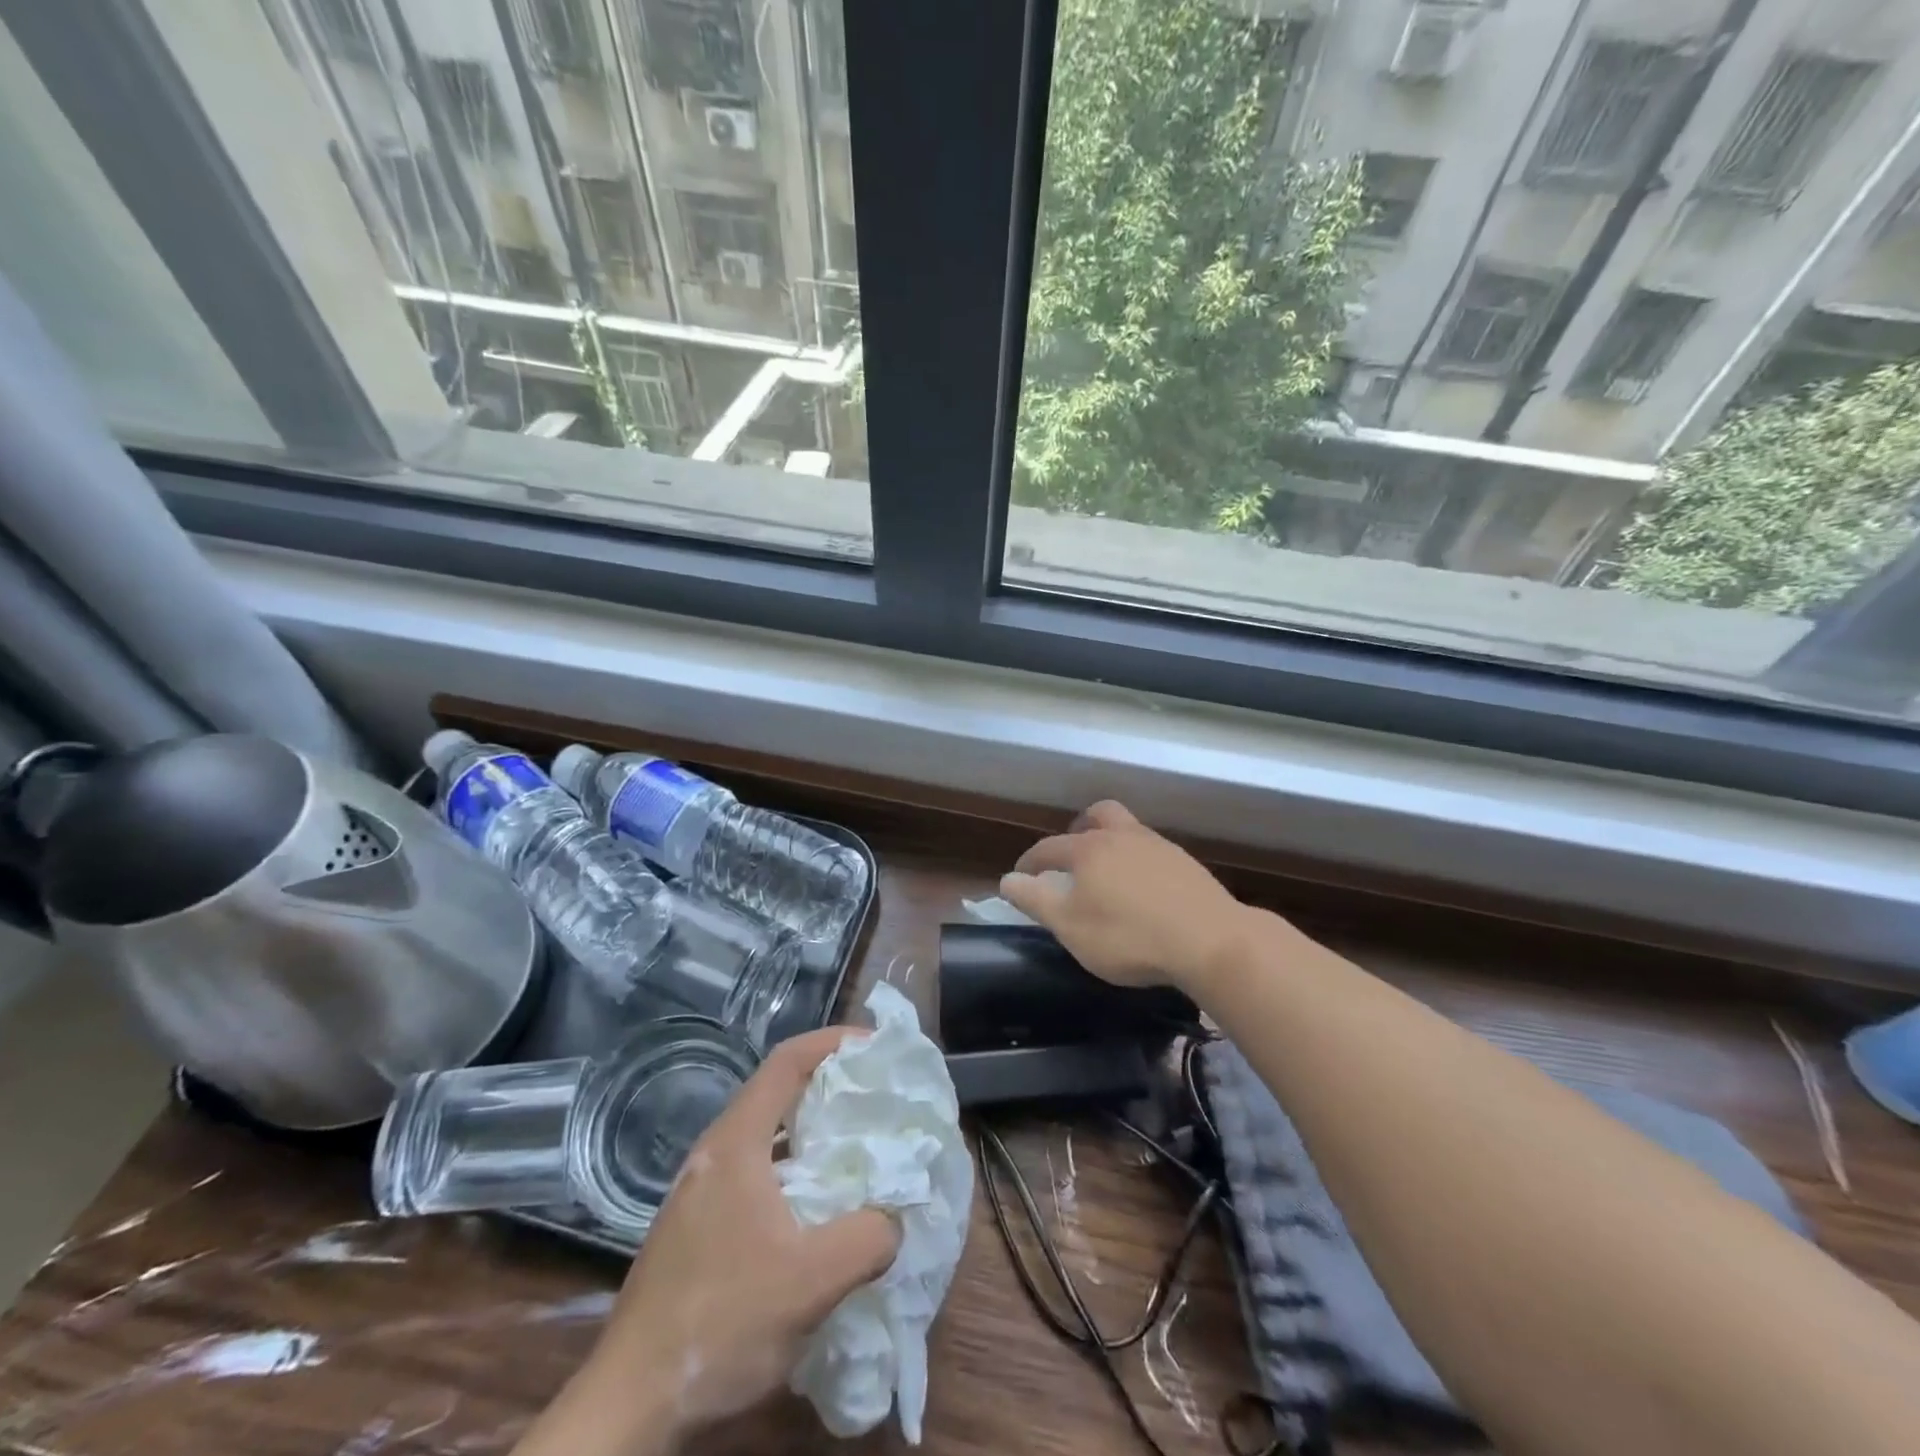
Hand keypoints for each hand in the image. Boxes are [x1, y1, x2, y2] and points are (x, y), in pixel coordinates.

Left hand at [515, 1027, 899, 1455]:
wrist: (628, 1407)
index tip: (876, 1046)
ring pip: (767, 1135)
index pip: (786, 1061)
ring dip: (813, 1130)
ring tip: (859, 1145)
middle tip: (878, 1095)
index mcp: (735, 1143)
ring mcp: (702, 1191)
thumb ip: (867, 1238)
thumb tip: (894, 1217)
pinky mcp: (698, 1226)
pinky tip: (819, 1206)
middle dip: (830, 1084)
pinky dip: (796, 1167)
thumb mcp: (810, 1283)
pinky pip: (758, 1171)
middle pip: (778, 1092)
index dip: (833, 1042)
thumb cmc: (720, 1324)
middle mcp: (715, 1153)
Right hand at [999, 800, 1250, 992]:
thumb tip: (1008, 879)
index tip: (1021, 875)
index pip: (1049, 848)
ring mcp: (1160, 847)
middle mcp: (1123, 837)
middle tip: (1072, 855)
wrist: (1211, 941)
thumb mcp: (1070, 926)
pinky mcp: (1187, 865)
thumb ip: (1036, 900)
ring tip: (1108, 874)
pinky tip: (1144, 890)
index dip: (1031, 862)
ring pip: (1129, 830)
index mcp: (1089, 849)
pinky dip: (1139, 862)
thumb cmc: (1129, 936)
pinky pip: (1153, 852)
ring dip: (1113, 843)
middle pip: (1098, 815)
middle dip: (1080, 829)